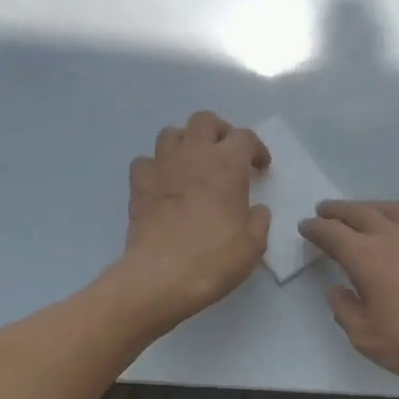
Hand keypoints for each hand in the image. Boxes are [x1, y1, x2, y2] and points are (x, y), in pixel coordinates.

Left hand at [117, 112, 269, 328]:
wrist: (162, 277)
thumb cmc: (215, 258)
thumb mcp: (254, 243)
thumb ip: (258, 219)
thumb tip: (255, 210)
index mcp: (228, 164)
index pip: (245, 137)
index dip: (256, 149)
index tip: (260, 168)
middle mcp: (194, 155)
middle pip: (205, 121)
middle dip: (219, 132)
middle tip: (226, 155)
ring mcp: (162, 167)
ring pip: (171, 133)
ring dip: (185, 142)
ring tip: (193, 163)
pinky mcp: (138, 185)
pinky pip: (145, 161)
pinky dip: (156, 167)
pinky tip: (164, 183)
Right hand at [298, 201, 398, 387]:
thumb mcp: (367, 338)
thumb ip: (346, 311)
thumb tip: (337, 291)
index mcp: (366, 257)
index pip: (332, 233)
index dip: (315, 228)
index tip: (305, 226)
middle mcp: (392, 237)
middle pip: (359, 212)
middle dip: (338, 210)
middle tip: (325, 210)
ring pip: (390, 209)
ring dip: (369, 207)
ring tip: (361, 212)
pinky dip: (398, 221)